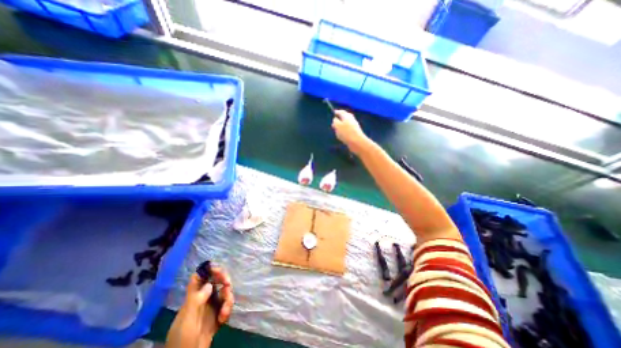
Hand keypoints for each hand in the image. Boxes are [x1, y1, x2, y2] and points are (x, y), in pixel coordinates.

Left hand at [165, 267, 233, 347]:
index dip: (209, 270)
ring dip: (228, 299)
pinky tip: (223, 319)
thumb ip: (197, 299)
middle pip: (216, 281)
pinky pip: (227, 306)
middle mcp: (203, 298)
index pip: (200, 276)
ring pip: (224, 293)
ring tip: (225, 311)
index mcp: (193, 297)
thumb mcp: (187, 319)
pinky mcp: (217, 315)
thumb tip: (209, 284)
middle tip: (228, 285)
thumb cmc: (182, 339)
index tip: (219, 270)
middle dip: (224, 281)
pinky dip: (227, 310)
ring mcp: (211, 307)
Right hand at [332, 110, 370, 153]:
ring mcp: (354, 126)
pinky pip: (348, 129)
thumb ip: (335, 121)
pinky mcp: (355, 132)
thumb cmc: (345, 132)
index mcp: (347, 116)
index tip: (333, 113)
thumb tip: (335, 119)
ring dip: (341, 126)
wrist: (357, 142)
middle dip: (339, 119)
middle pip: (344, 117)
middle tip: (333, 123)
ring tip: (336, 130)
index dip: (337, 112)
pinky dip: (344, 131)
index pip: (341, 112)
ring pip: (346, 124)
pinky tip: (342, 135)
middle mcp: (351, 119)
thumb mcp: (337, 126)